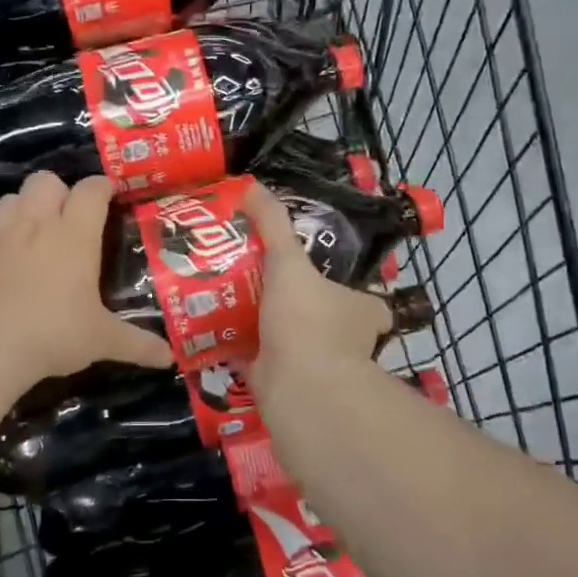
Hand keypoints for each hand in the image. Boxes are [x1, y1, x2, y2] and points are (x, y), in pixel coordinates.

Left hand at [0, 172, 174, 390]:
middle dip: (59, 190)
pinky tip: (4, 259)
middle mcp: (38, 224)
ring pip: (11, 198)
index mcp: (75, 234)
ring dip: (24, 207)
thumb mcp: (102, 340)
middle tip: (69, 216)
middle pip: (45, 180)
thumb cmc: (55, 333)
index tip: (110, 195)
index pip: (91, 189)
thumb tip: (169, 358)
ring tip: (34, 231)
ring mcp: (1, 235)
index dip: (101, 187)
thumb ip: (137, 343)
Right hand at [239, 180, 390, 393]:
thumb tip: (251, 185)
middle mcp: (346, 341)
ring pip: (289, 339)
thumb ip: (272, 224)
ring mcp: (316, 367)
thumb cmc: (306, 321)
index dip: (343, 285)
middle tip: (256, 278)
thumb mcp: (288, 261)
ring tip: (229, 298)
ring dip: (265, 325)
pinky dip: (238, 350)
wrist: (298, 391)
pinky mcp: (284, 385)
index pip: (364, 297)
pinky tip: (213, 331)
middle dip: (295, 303)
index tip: (313, 272)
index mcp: (361, 313)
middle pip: (322, 317)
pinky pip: (258, 360)